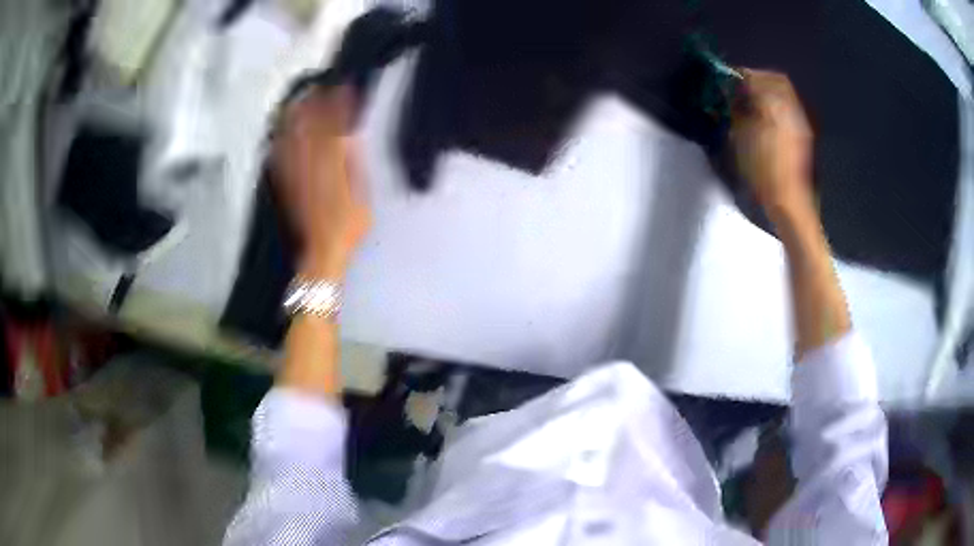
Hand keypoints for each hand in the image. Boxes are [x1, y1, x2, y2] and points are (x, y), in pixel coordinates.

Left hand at [271, 85, 371, 278]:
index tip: (343, 88)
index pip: (334, 128)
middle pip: (309, 128)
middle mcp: (310, 166)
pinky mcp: (285, 184)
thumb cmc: (349, 228)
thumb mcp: (362, 197)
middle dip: (314, 105)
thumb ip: (355, 166)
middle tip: (319, 86)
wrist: (321, 253)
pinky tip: (281, 130)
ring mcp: (294, 174)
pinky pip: (280, 155)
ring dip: (296, 117)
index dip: (338, 107)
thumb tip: (350, 139)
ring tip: (299, 100)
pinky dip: (281, 139)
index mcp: (332, 167)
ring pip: (292, 138)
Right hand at [731, 69, 813, 214]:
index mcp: (774, 106)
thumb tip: (733, 98)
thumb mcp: (742, 139)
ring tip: (755, 102)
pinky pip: (789, 108)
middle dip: (759, 79)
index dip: (741, 75)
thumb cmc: (762, 170)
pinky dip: (777, 105)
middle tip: (744, 87)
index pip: (756, 78)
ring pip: (785, 94)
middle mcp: (790, 108)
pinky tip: (767, 117)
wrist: (790, 200)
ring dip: (769, 92)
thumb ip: (738, 112)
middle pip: (777, 80)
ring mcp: (800, 121)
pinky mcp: (803, 133)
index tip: (729, 79)